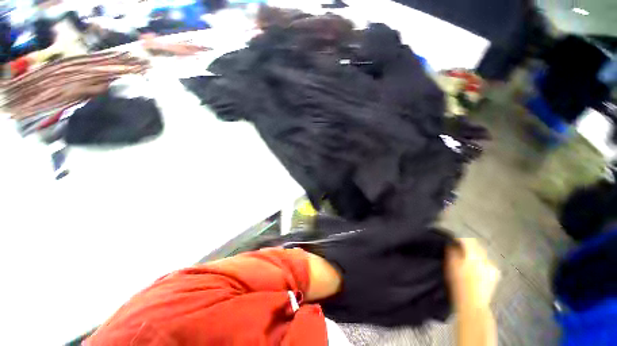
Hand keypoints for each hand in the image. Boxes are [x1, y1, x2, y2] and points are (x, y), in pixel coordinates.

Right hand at [446, 239, 499, 309]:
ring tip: (467, 261)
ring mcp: (492, 267)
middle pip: (477, 247)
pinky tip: (476, 269)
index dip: (460, 239)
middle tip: (459, 251)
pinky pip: (488, 264)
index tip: (453, 241)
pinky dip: (481, 263)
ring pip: (483, 255)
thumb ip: (452, 253)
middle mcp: (485, 259)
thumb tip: (453, 245)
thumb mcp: (451, 266)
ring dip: (475, 255)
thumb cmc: (458, 284)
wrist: (473, 304)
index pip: (468, 241)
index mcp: (473, 255)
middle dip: (468, 247)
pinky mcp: (496, 275)